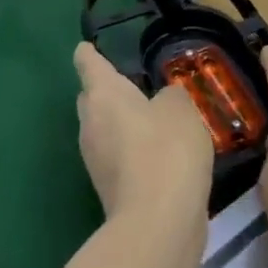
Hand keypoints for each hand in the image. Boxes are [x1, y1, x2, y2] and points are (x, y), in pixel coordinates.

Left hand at [74, 42, 213, 226]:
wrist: (158, 221)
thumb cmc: (166, 149)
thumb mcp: (181, 108)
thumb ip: (170, 96)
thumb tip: (161, 102)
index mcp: (103, 95)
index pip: (88, 64)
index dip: (88, 54)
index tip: (86, 47)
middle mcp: (91, 125)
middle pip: (91, 99)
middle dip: (105, 91)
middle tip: (131, 84)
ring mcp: (96, 161)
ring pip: (104, 130)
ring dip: (122, 123)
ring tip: (153, 118)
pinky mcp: (109, 189)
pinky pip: (118, 157)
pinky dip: (132, 151)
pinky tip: (160, 153)